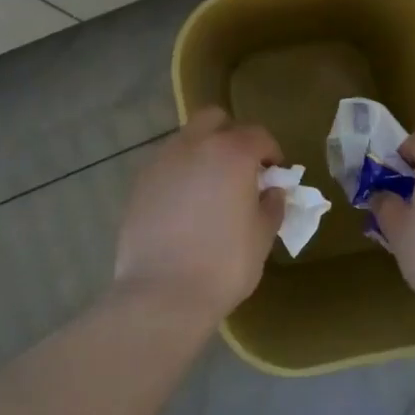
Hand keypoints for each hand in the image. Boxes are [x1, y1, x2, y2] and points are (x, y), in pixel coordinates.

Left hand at [113, 106, 284, 320]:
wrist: (161, 295)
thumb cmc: (224, 264)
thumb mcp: (262, 238)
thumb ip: (271, 206)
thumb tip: (271, 192)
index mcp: (231, 152)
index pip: (258, 134)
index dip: (270, 152)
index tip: (274, 173)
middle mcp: (194, 145)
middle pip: (214, 119)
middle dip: (231, 134)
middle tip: (240, 167)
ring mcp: (161, 162)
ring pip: (186, 139)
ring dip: (202, 152)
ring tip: (209, 188)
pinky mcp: (139, 184)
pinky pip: (165, 165)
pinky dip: (179, 174)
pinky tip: (184, 206)